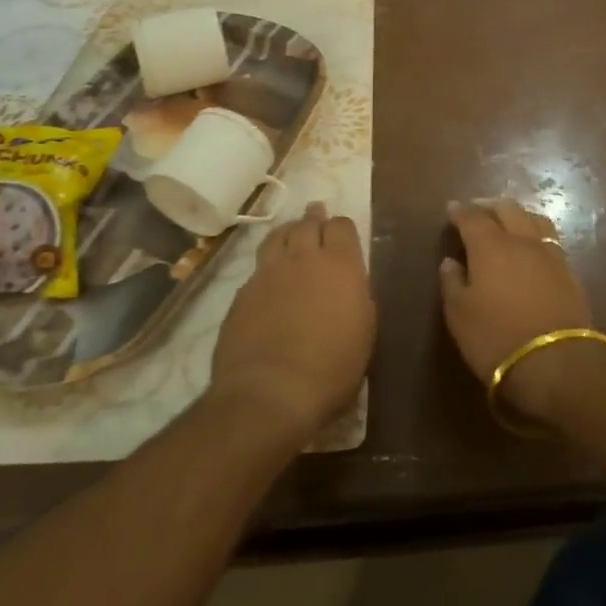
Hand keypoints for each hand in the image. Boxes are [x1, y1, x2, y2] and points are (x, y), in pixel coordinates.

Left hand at [209, 203, 374, 446]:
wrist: (270, 392)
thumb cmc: (331, 368)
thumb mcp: (363, 332)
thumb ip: (357, 297)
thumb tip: (350, 285)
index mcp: (340, 264)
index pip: (341, 225)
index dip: (342, 227)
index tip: (343, 233)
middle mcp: (303, 258)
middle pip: (307, 223)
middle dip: (313, 218)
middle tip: (315, 214)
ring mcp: (268, 273)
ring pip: (277, 236)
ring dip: (287, 232)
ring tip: (290, 232)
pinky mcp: (242, 293)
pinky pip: (258, 267)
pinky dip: (267, 265)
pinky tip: (268, 277)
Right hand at [441, 199, 603, 422]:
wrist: (556, 362)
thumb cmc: (496, 338)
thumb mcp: (459, 315)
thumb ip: (452, 282)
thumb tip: (451, 261)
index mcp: (490, 246)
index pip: (473, 217)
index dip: (461, 211)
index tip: (452, 208)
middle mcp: (521, 240)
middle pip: (507, 209)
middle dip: (490, 205)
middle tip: (478, 209)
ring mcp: (550, 254)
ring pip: (534, 219)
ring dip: (518, 214)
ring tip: (508, 221)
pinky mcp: (569, 271)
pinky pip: (550, 239)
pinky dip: (536, 234)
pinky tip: (532, 247)